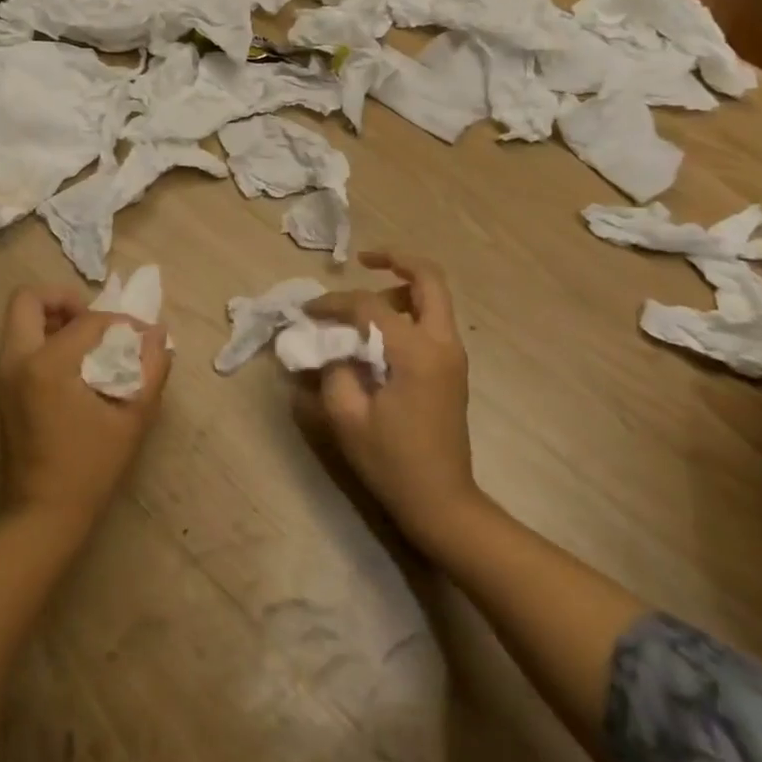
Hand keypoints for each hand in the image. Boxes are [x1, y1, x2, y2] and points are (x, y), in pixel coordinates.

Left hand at [0, 286, 172, 531]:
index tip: (142, 338)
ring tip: (89, 342)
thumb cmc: (90, 468)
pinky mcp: (2, 390)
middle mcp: (16, 360)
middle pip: (28, 300)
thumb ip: (151, 369)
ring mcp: (3, 375)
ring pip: (20, 320)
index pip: (87, 320)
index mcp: (46, 364)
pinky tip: (76, 366)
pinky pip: (20, 344)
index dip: (120, 323)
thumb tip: (157, 333)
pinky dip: (45, 339)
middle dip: (64, 300)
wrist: (43, 516)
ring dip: (54, 318)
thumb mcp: (132, 418)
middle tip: (94, 321)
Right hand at [297, 251, 481, 554]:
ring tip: (364, 306)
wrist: (442, 502)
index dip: (335, 303)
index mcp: (416, 352)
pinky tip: (379, 330)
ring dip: (401, 288)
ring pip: (434, 297)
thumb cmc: (393, 462)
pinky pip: (432, 321)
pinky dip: (407, 310)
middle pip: (428, 279)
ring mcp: (453, 355)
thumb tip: (327, 342)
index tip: (308, 311)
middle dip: (396, 260)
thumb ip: (333, 369)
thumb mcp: (347, 417)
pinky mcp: (451, 368)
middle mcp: (442, 343)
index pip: (370, 306)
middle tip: (364, 259)